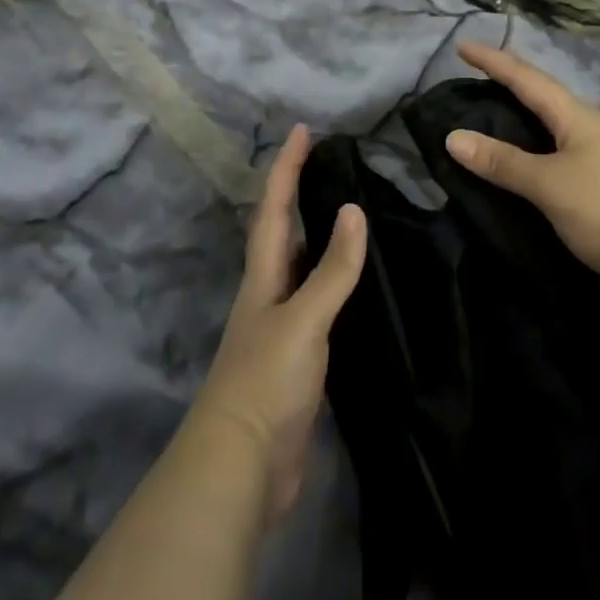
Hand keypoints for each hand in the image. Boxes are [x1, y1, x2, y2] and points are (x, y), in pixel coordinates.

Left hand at [194, 125, 365, 523]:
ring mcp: (283, 327)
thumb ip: (331, 270)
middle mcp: (269, 294)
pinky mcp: (299, 358)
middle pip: (282, 232)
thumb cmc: (265, 383)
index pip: (274, 210)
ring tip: (348, 209)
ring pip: (302, 267)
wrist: (241, 469)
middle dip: (298, 193)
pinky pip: (320, 303)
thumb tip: (353, 210)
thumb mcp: (302, 320)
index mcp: (264, 278)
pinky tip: (358, 284)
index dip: (285, 168)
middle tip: (328, 162)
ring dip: (317, 235)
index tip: (301, 130)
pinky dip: (336, 281)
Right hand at [443, 43, 599, 309]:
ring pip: (557, 129)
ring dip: (527, 120)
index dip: (495, 62)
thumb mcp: (549, 183)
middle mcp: (595, 131)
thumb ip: (503, 162)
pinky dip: (538, 154)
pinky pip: (564, 159)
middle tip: (478, 79)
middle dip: (512, 86)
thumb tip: (453, 137)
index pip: (529, 80)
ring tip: (498, 117)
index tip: (464, 46)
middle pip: (547, 99)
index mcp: (580, 118)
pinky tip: (531, 166)